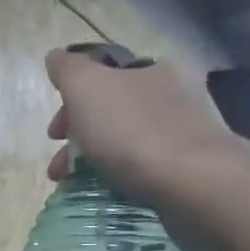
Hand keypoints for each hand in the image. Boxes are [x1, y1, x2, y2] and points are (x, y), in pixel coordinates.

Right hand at [44, 49, 237, 250]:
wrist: (194, 184)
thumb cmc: (134, 133)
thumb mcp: (87, 89)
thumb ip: (68, 69)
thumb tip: (56, 57)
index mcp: (149, 68)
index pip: (102, 76)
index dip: (71, 101)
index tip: (54, 134)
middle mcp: (173, 93)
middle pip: (114, 110)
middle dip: (81, 136)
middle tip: (60, 168)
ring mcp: (188, 132)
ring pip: (129, 141)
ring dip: (99, 160)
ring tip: (79, 188)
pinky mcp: (195, 168)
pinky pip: (149, 167)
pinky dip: (125, 177)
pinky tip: (114, 194)